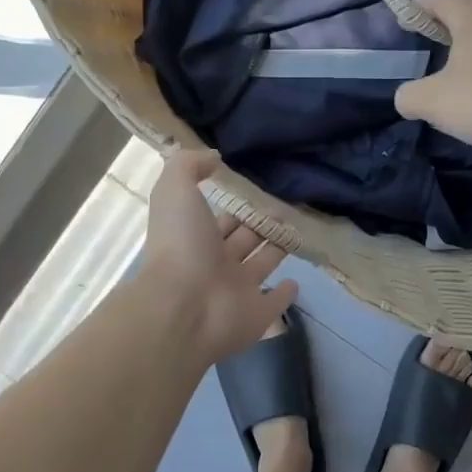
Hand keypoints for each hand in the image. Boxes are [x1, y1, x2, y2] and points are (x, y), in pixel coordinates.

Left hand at [139, 149, 297, 364]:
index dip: (235, 207)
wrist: (184, 306)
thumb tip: (214, 156)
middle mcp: (216, 265)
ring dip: (275, 251)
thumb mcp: (176, 190)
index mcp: (196, 238)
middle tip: (282, 211)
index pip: (220, 219)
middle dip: (259, 225)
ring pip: (260, 266)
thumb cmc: (181, 244)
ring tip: (294, 233)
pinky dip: (285, 295)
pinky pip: (274, 304)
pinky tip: (296, 283)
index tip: (256, 193)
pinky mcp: (257, 315)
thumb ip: (190, 165)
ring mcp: (237, 292)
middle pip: (242, 241)